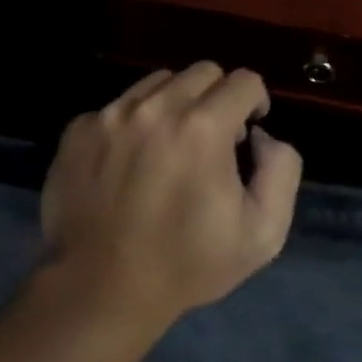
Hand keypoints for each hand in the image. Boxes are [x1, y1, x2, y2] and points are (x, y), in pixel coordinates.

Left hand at [38, 63, 303, 331]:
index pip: (244, 81)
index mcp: (203, 127)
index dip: (256, 102)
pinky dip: (134, 122)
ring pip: (158, 82)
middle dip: (218, 97)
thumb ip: (282, 169)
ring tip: (171, 144)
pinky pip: (118, 106)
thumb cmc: (187, 264)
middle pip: (202, 72)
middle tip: (213, 138)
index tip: (248, 131)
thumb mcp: (263, 232)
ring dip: (176, 103)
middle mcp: (155, 108)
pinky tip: (132, 161)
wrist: (100, 289)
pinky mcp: (78, 129)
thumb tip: (262, 135)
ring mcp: (111, 115)